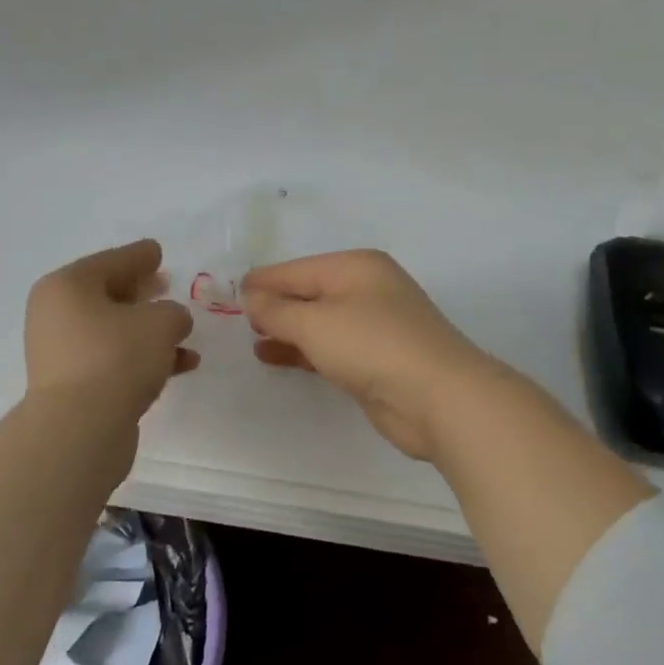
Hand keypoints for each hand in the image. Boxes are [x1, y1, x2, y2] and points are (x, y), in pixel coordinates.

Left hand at [25, 239, 197, 418]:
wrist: (80, 428)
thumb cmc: (117, 357)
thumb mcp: (160, 322)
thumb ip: (173, 313)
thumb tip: (169, 322)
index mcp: (68, 286)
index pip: (110, 261)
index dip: (139, 256)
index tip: (158, 250)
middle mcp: (57, 315)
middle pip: (107, 295)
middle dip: (141, 292)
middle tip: (166, 283)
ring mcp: (63, 353)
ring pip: (115, 331)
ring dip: (150, 331)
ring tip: (184, 331)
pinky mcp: (75, 386)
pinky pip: (115, 361)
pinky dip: (145, 359)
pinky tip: (182, 365)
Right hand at [242, 249, 504, 459]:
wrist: (437, 397)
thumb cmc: (372, 346)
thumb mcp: (315, 323)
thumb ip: (277, 309)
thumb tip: (250, 294)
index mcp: (356, 267)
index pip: (297, 269)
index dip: (262, 281)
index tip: (226, 295)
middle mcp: (367, 289)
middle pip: (309, 293)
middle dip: (275, 305)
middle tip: (236, 322)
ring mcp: (375, 325)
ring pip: (320, 322)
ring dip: (288, 330)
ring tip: (253, 342)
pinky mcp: (377, 359)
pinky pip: (331, 348)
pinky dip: (305, 351)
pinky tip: (278, 358)